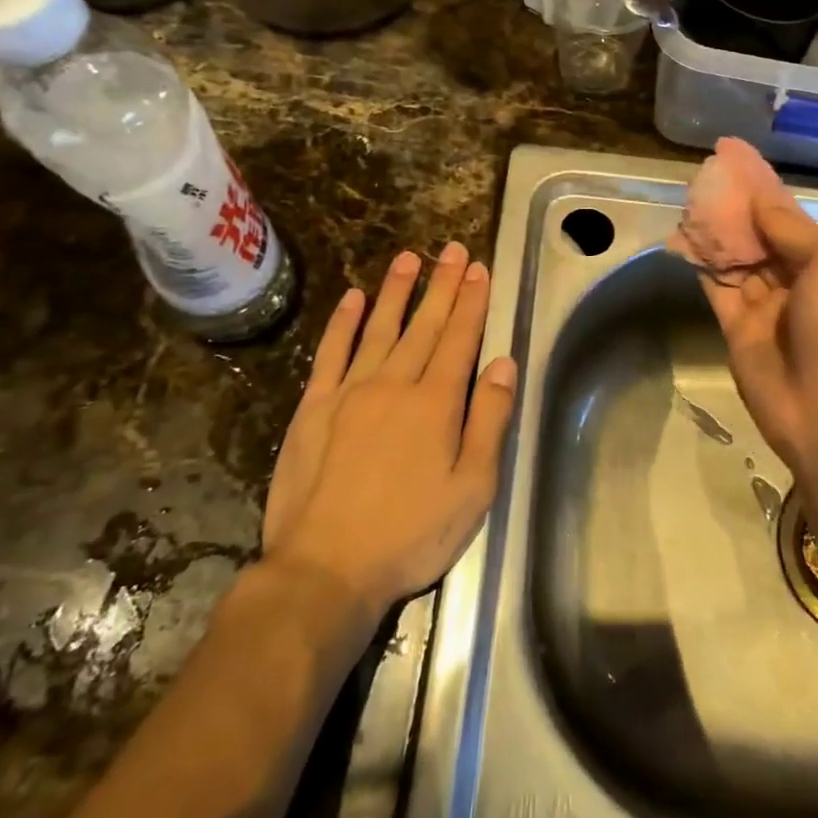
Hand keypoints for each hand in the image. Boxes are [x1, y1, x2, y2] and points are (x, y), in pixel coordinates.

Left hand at [260, 243, 516, 618]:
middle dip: (442, 285)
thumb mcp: (472, 489)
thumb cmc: (410, 534)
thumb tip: (503, 364)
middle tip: (452, 249)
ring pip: (378, 327)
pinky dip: (343, 323)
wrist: (326, 568)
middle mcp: (394, 384)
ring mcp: (349, 392)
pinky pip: (331, 352)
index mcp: (436, 403)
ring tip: (409, 258)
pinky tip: (353, 299)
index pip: (459, 338)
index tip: (479, 269)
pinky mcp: (313, 407)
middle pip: (423, 324)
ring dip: (396, 291)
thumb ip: (489, 421)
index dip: (471, 302)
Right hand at [699, 193, 817, 476]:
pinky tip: (682, 237)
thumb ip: (791, 230)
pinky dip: (701, 264)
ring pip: (735, 259)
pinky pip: (716, 287)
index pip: (789, 217)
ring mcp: (765, 307)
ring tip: (688, 199)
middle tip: (704, 176)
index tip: (733, 157)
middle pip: (760, 236)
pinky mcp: (737, 329)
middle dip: (736, 207)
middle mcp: (796, 282)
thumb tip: (760, 197)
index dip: (763, 188)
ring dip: (715, 232)